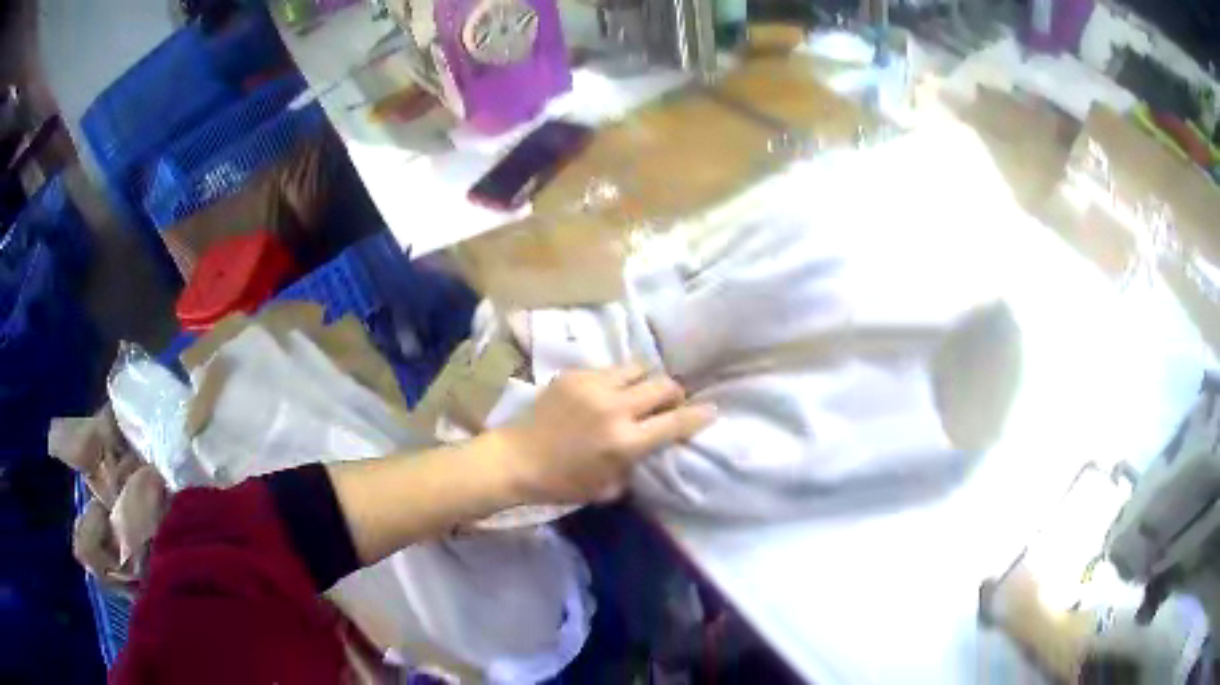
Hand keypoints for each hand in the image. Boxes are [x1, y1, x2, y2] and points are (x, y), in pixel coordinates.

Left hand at [499, 364, 715, 504]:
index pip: (675, 422)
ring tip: (638, 393)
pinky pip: (609, 369)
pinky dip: (616, 380)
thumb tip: (649, 450)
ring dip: (645, 381)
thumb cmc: (562, 482)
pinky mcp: (574, 374)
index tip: (711, 411)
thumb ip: (634, 467)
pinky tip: (605, 393)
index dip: (699, 415)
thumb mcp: (606, 488)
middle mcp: (614, 408)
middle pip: (664, 385)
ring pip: (638, 368)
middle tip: (669, 403)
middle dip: (674, 394)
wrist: (516, 459)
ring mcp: (593, 386)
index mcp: (624, 441)